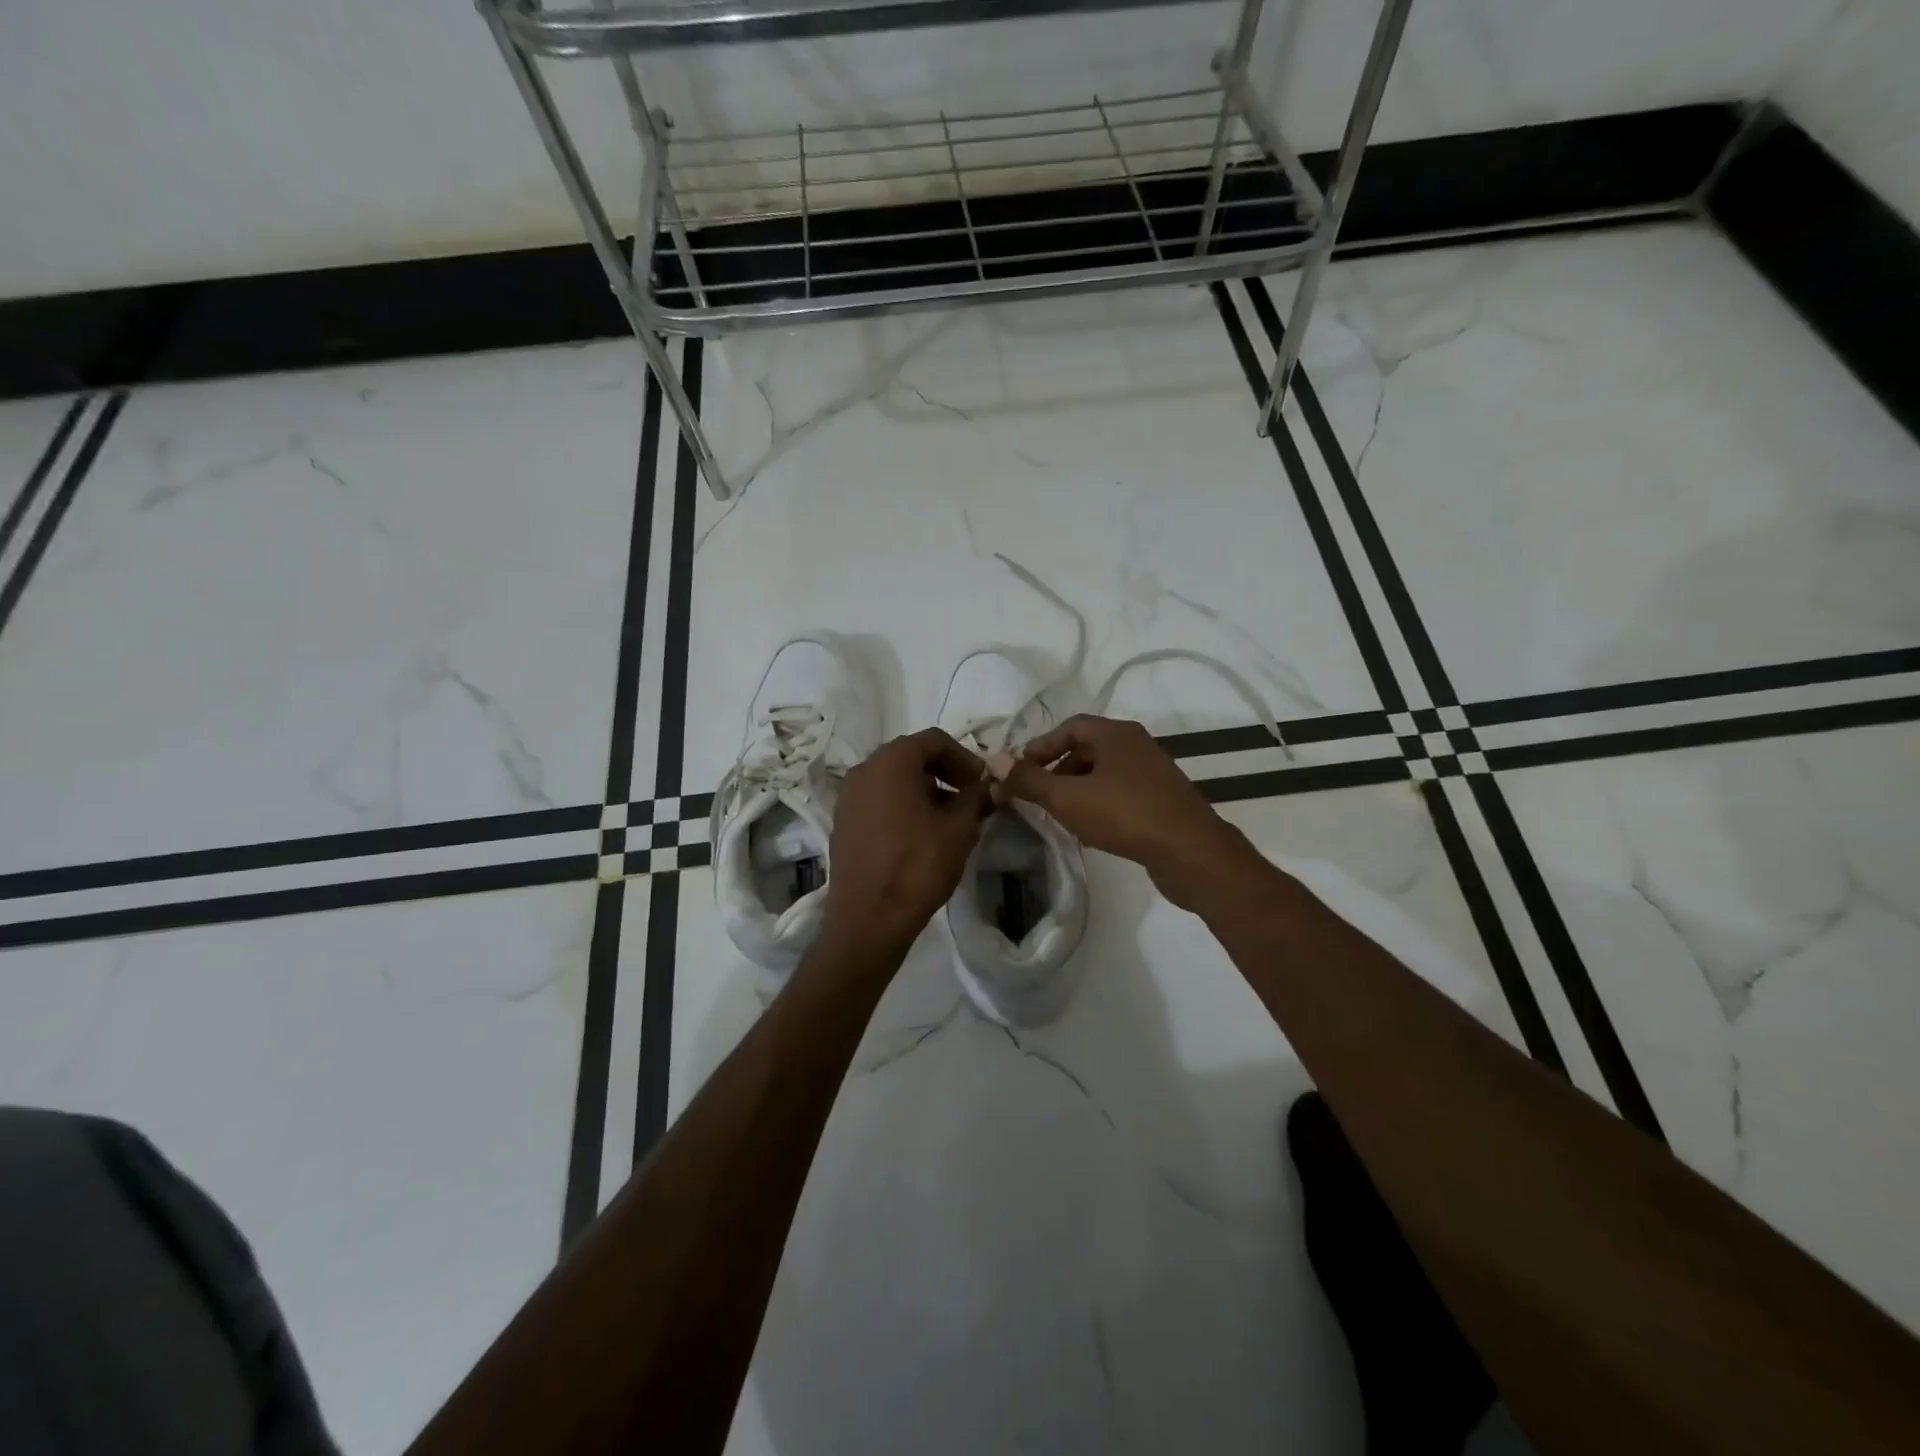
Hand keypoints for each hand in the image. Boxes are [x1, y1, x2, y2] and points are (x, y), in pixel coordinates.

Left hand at [820, 729, 991, 962]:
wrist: (868, 919)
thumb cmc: (918, 866)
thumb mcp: (960, 829)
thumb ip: (976, 798)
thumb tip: (988, 786)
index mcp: (891, 761)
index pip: (934, 740)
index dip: (964, 757)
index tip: (982, 781)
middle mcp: (864, 769)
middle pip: (911, 756)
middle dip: (944, 771)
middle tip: (970, 796)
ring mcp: (848, 796)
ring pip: (893, 778)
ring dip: (924, 788)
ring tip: (949, 817)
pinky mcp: (843, 821)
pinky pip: (878, 799)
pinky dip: (902, 804)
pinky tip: (921, 833)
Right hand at [1001, 714, 1257, 911]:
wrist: (1191, 852)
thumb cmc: (1125, 815)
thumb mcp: (1067, 797)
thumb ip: (1029, 780)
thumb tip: (994, 760)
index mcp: (1116, 733)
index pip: (1070, 727)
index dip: (1041, 746)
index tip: (1019, 771)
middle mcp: (1136, 745)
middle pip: (1087, 749)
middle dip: (1056, 770)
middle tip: (1036, 795)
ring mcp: (1153, 773)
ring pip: (1103, 774)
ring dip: (1077, 790)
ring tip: (1058, 815)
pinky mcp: (1162, 800)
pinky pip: (1120, 794)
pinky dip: (1099, 804)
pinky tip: (1089, 831)